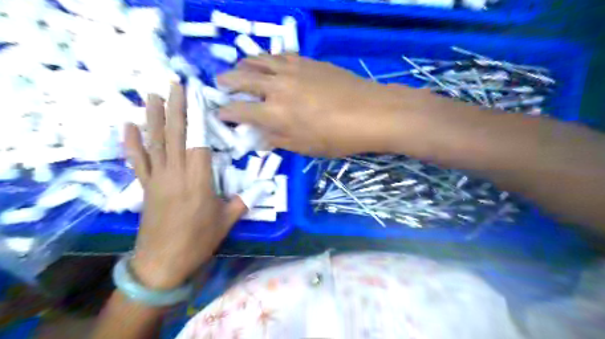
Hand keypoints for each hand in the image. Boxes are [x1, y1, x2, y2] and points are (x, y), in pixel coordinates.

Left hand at [124, 82, 245, 288]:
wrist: (163, 262)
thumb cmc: (198, 241)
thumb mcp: (227, 221)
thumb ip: (242, 201)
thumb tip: (262, 187)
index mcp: (198, 180)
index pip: (198, 141)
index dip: (197, 117)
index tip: (195, 96)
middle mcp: (176, 174)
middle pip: (174, 135)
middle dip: (175, 107)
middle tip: (173, 84)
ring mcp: (157, 179)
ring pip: (155, 143)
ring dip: (153, 117)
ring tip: (151, 95)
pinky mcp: (146, 187)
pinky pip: (138, 161)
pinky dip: (132, 143)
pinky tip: (129, 126)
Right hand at [216, 54, 428, 157]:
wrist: (370, 112)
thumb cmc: (337, 137)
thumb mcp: (304, 148)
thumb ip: (277, 140)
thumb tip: (258, 138)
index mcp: (273, 113)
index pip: (238, 110)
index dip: (225, 112)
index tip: (220, 114)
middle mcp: (276, 87)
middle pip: (241, 78)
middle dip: (226, 82)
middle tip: (219, 84)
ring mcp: (292, 70)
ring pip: (258, 60)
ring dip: (244, 64)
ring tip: (239, 68)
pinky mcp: (307, 61)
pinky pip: (280, 55)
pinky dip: (268, 58)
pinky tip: (268, 62)